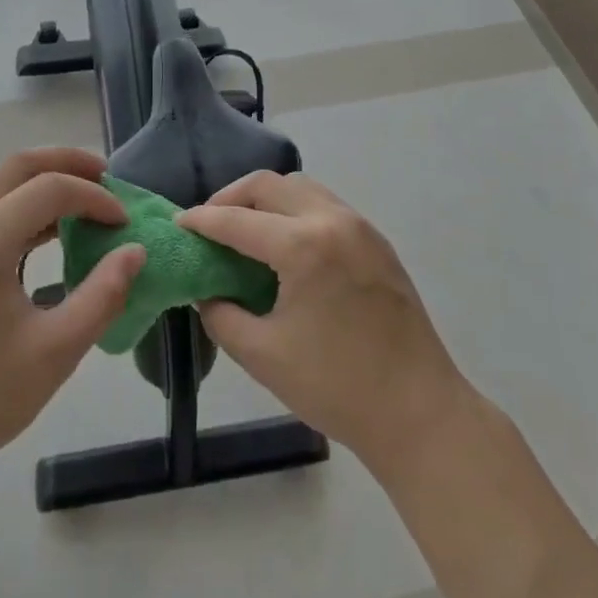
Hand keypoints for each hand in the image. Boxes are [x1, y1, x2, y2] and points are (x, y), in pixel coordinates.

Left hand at [0, 149, 143, 489]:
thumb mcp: (55, 351)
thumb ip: (103, 295)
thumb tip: (134, 252)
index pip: (51, 188)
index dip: (96, 198)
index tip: (126, 226)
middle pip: (18, 167)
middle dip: (68, 164)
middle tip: (109, 179)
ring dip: (44, 186)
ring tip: (87, 205)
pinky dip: (24, 212)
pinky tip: (50, 239)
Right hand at [180, 172, 473, 478]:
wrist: (419, 412)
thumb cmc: (336, 387)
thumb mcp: (262, 354)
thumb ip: (221, 314)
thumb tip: (207, 291)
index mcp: (304, 246)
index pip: (238, 220)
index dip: (202, 221)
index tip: (178, 224)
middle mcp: (334, 221)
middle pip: (269, 185)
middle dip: (231, 197)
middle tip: (209, 224)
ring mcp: (361, 228)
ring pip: (301, 188)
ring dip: (266, 199)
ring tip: (244, 229)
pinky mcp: (377, 242)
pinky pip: (325, 205)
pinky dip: (295, 210)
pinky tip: (284, 244)